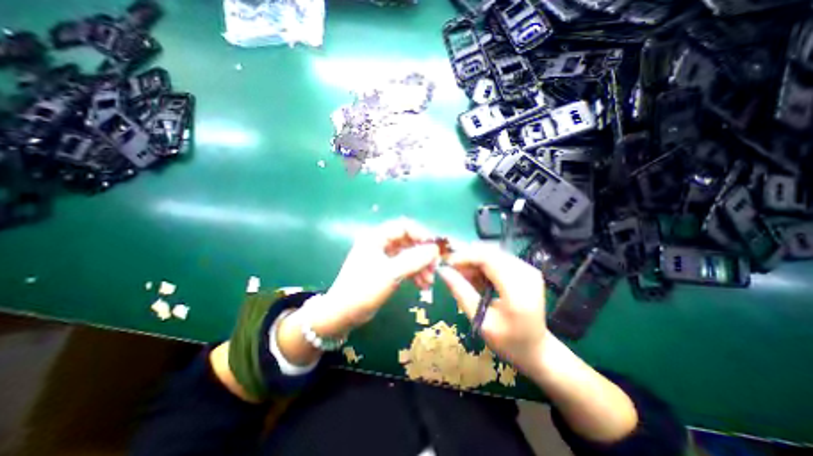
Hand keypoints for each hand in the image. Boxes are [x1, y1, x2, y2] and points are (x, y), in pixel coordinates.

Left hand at [309, 217, 441, 338]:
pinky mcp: (386, 270)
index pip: (404, 226)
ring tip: (429, 282)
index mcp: (376, 237)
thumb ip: (414, 260)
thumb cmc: (363, 290)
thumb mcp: (390, 274)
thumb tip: (434, 249)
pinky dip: (414, 274)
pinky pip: (405, 266)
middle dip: (423, 254)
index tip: (434, 249)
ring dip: (421, 266)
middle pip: (408, 241)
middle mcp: (380, 243)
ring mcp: (383, 257)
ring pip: (408, 255)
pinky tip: (422, 285)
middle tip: (434, 267)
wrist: (342, 315)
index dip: (421, 234)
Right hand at [439, 244, 544, 370]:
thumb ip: (461, 292)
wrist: (536, 349)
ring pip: (493, 253)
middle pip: (490, 253)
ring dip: (475, 261)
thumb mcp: (480, 320)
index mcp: (517, 291)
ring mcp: (529, 270)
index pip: (488, 259)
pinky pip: (499, 259)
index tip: (447, 264)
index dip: (465, 257)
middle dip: (468, 258)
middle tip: (453, 271)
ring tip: (463, 276)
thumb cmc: (506, 341)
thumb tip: (443, 271)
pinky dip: (484, 265)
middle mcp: (527, 274)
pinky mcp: (527, 269)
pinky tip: (477, 277)